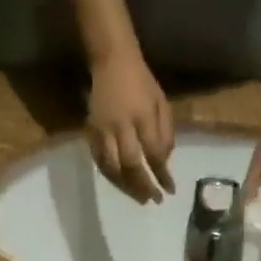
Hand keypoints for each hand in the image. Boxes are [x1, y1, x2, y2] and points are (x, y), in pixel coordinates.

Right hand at [87, 51, 174, 203]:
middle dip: (144, 186)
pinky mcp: (91, 132)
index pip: (154, 153)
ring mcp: (103, 129)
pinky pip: (100, 161)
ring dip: (127, 187)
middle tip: (153, 200)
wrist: (111, 60)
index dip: (162, 175)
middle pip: (131, 165)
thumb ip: (165, 132)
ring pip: (113, 168)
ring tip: (139, 198)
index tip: (170, 190)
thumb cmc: (141, 82)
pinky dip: (111, 177)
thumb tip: (164, 162)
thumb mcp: (161, 101)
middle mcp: (121, 125)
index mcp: (142, 115)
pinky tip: (121, 184)